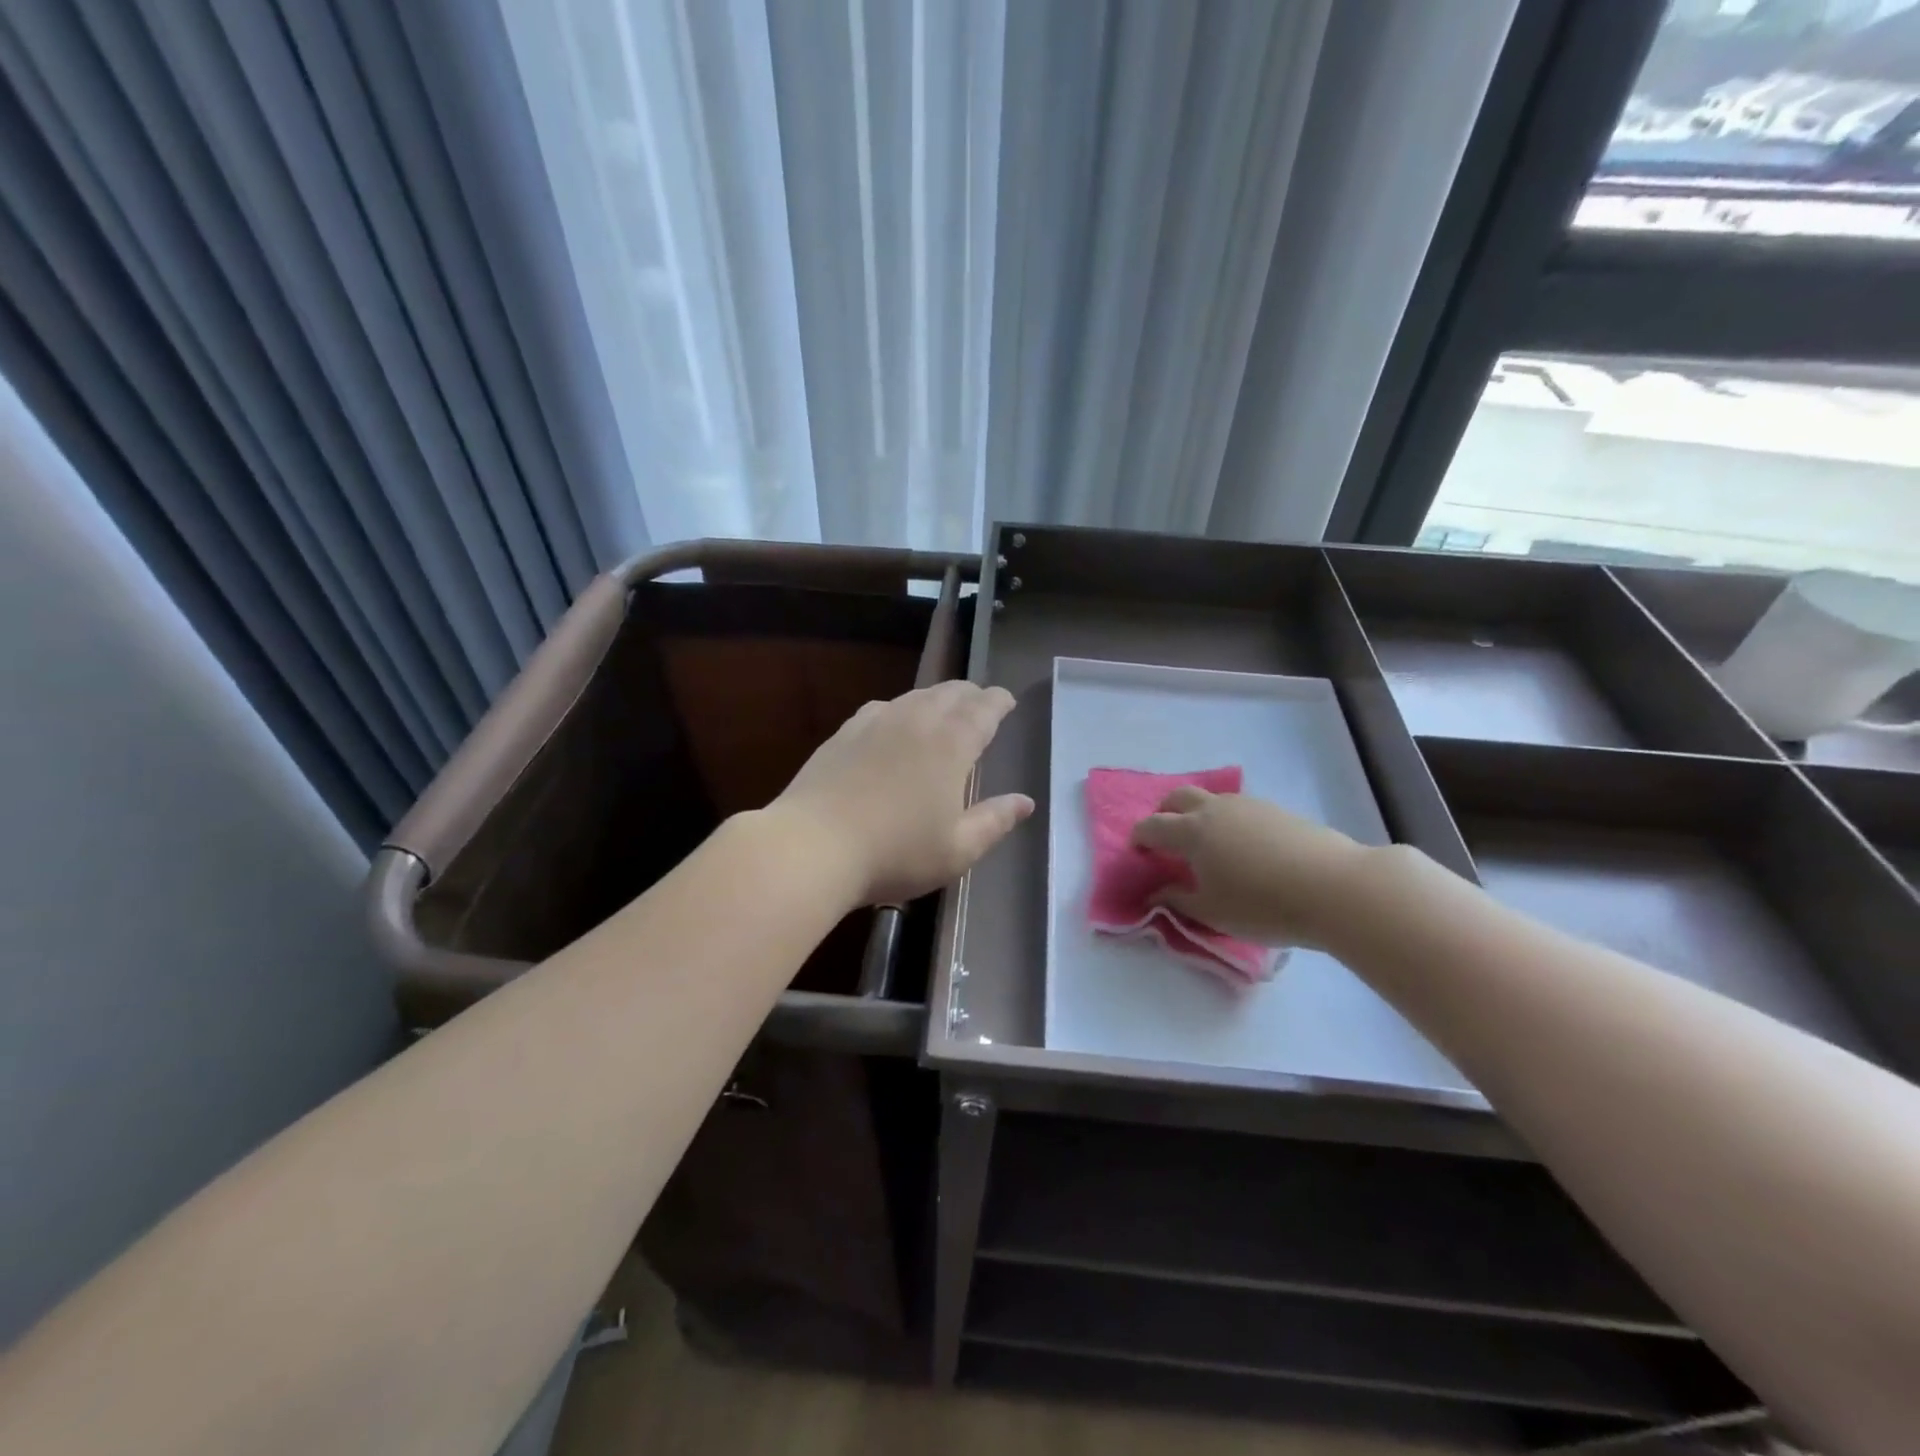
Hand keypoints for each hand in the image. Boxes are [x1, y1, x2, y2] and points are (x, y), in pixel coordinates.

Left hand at [772, 682, 1034, 906]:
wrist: (812, 846)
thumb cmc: (896, 853)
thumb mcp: (957, 849)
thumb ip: (995, 821)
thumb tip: (1025, 801)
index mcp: (951, 744)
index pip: (983, 709)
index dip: (999, 701)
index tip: (1007, 700)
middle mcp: (916, 721)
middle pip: (950, 693)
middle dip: (971, 694)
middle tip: (981, 703)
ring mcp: (875, 722)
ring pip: (915, 696)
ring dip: (936, 697)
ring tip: (943, 709)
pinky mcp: (844, 733)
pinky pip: (882, 708)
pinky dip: (900, 708)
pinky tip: (894, 722)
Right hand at [1130, 787, 1375, 948]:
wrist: (1335, 887)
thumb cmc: (1263, 905)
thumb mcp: (1212, 912)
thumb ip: (1177, 900)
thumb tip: (1155, 894)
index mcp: (1191, 831)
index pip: (1152, 826)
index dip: (1140, 838)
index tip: (1138, 853)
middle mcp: (1214, 809)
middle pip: (1178, 797)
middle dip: (1165, 813)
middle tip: (1167, 839)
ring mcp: (1248, 805)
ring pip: (1212, 799)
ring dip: (1199, 815)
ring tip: (1209, 845)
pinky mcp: (1277, 810)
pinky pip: (1240, 809)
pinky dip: (1229, 821)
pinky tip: (1245, 848)